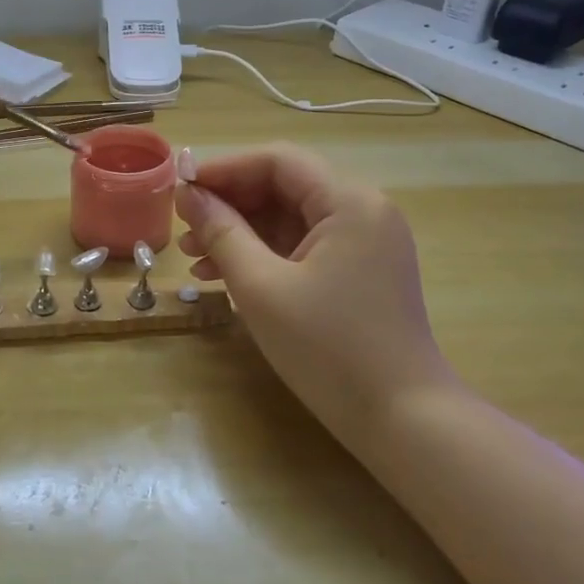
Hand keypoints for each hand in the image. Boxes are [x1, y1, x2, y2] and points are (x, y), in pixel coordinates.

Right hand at [176, 144, 457, 435]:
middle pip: (285, 187)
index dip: (225, 169)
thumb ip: (221, 232)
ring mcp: (365, 242)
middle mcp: (363, 210)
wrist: (402, 421)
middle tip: (185, 230)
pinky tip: (228, 276)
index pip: (278, 161)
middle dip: (230, 205)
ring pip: (291, 219)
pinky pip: (304, 246)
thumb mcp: (262, 287)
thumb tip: (188, 194)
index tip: (181, 191)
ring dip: (242, 232)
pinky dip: (266, 255)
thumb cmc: (328, 348)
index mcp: (349, 201)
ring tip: (196, 259)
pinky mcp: (361, 271)